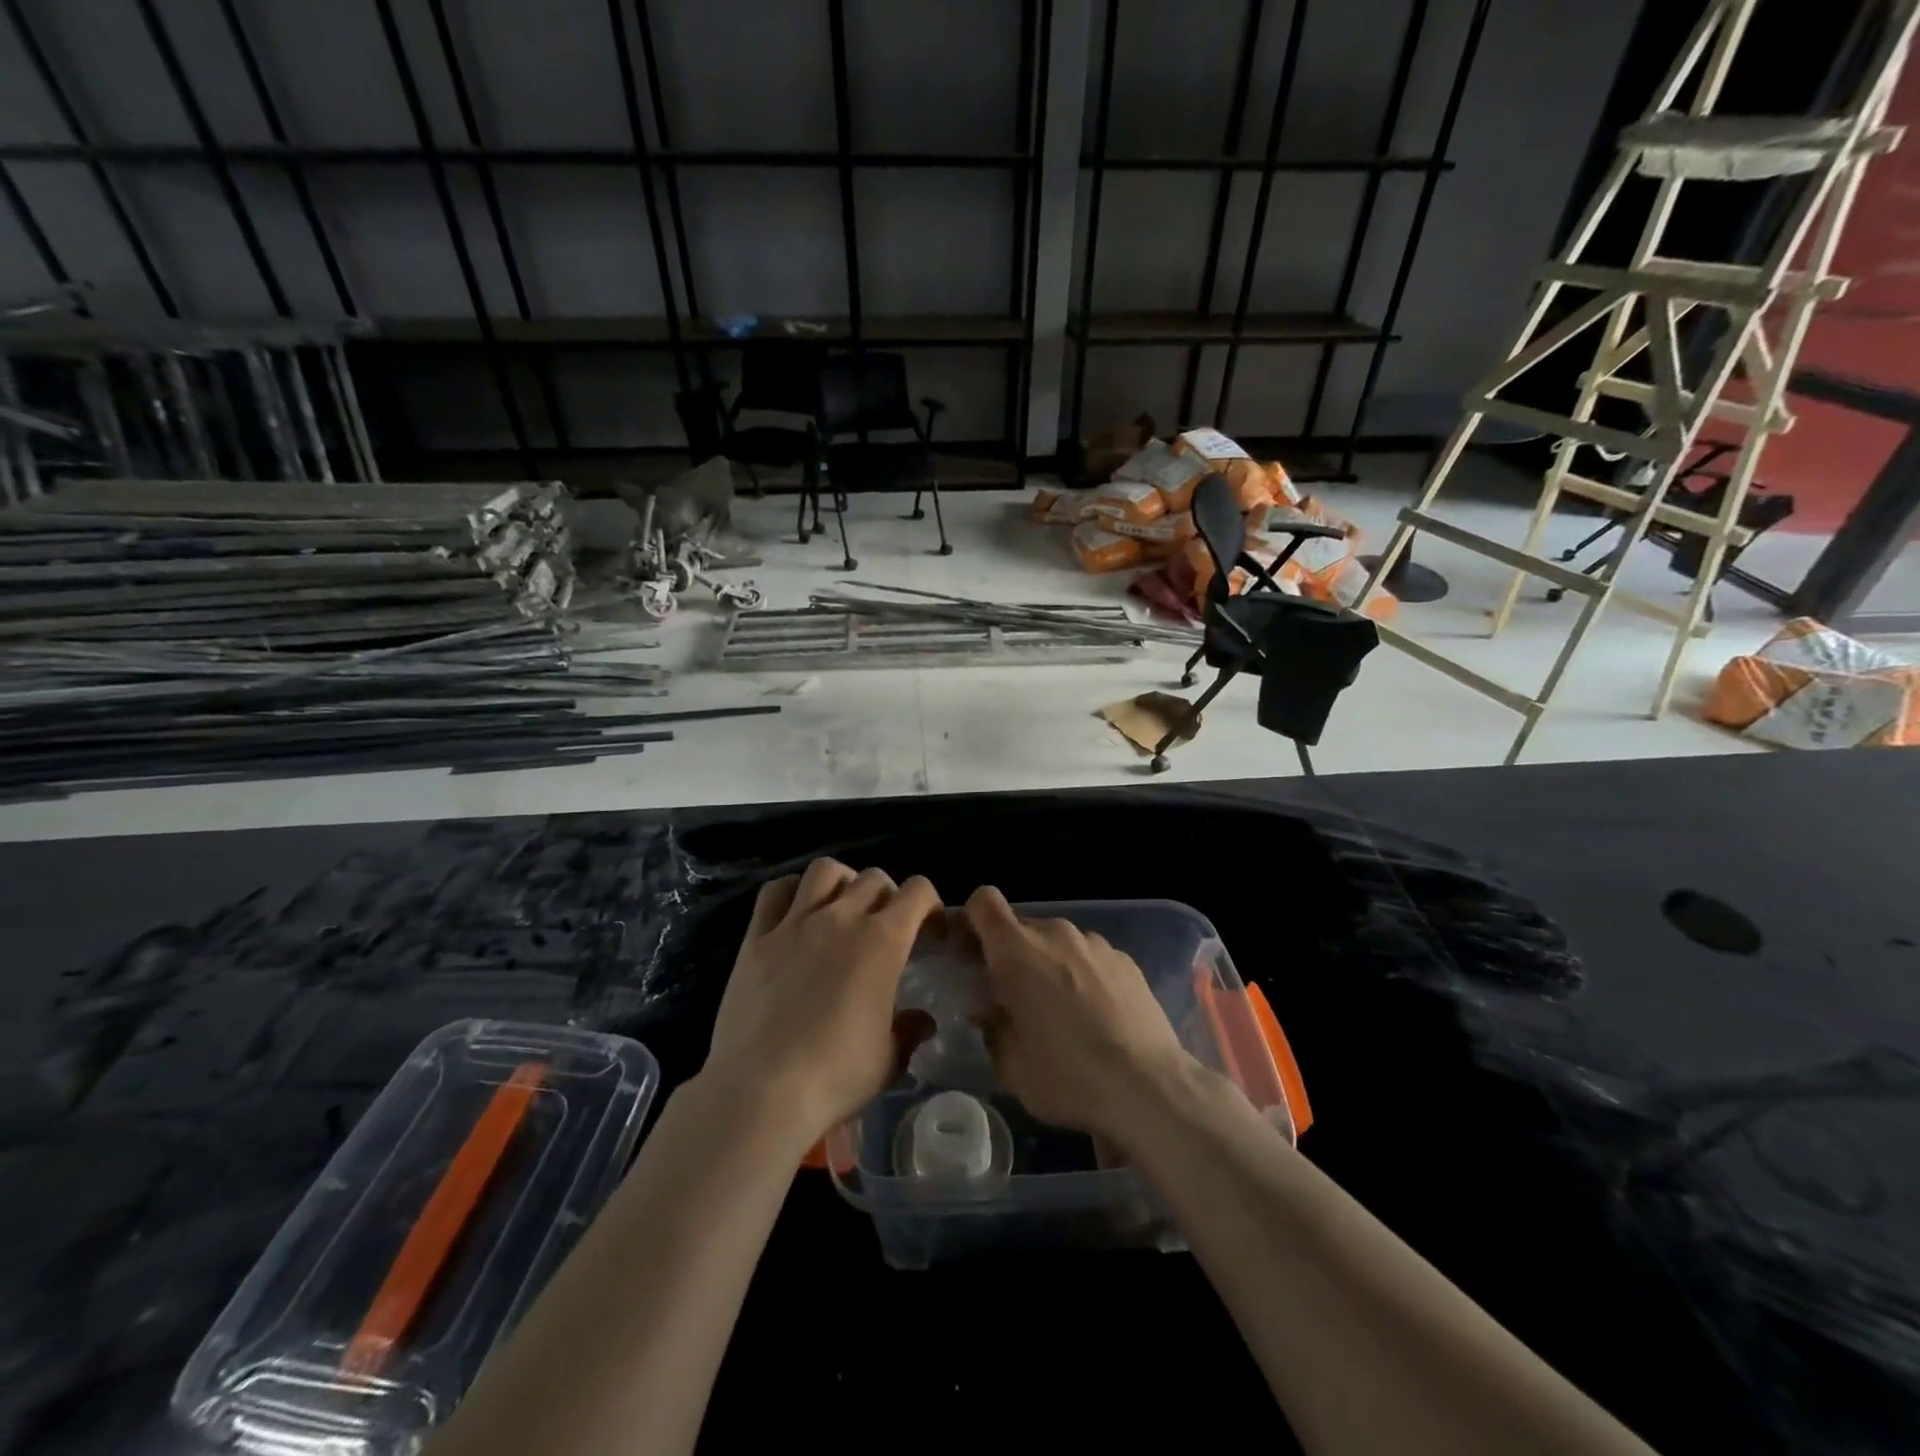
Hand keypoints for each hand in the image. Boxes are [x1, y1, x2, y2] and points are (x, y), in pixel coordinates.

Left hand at [705, 858, 939, 1144]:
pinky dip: (791, 891)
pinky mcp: (757, 937)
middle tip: (885, 927)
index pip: (918, 892)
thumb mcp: (888, 1061)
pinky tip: (795, 912)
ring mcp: (795, 923)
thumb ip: (909, 1032)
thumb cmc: (835, 1076)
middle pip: (874, 878)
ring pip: (825, 870)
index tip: (931, 931)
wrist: (762, 1090)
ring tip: (842, 907)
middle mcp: (842, 918)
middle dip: (888, 896)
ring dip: (842, 881)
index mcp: (883, 941)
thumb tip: (922, 1021)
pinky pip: (774, 892)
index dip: (930, 905)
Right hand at [961, 886, 1193, 1143]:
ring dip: (1048, 966)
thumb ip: (991, 1026)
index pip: (984, 902)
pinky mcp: (1125, 959)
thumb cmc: (1068, 1077)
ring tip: (1060, 1013)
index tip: (969, 954)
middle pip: (1020, 927)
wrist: (1149, 1086)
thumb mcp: (1011, 1065)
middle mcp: (1056, 934)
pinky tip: (1095, 1016)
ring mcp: (1095, 943)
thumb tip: (989, 1008)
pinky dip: (1082, 975)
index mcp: (1017, 951)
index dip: (971, 921)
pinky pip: (1089, 957)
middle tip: (1013, 998)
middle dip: (1010, 955)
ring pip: (1057, 942)